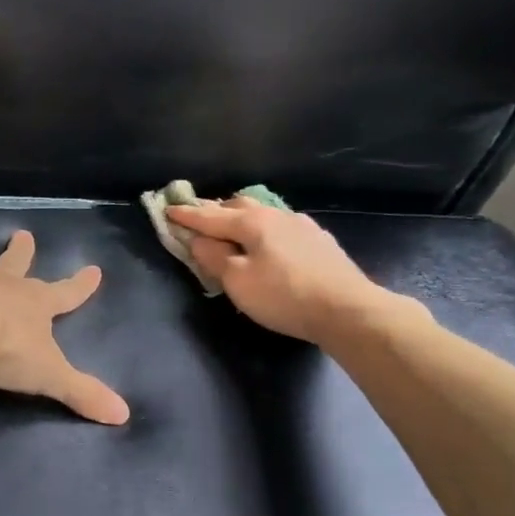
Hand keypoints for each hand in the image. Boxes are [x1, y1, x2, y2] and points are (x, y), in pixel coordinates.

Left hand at [0, 231, 129, 424]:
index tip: (94, 269)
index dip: (81, 285)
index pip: (66, 293)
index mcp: (32, 304)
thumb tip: (124, 416)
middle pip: (14, 264)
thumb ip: (83, 393)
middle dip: (20, 251)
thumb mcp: (51, 376)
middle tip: (23, 233)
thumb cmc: (6, 350)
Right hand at [166, 198, 419, 344]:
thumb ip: (214, 257)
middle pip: (239, 206)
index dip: (187, 216)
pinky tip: (270, 244)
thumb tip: (199, 240)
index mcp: (252, 222)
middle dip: (216, 210)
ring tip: (233, 228)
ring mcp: (302, 226)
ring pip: (264, 215)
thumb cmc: (283, 296)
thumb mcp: (237, 281)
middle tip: (199, 218)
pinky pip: (282, 229)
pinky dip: (265, 232)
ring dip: (243, 219)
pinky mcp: (320, 242)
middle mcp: (277, 215)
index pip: (210, 216)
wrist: (346, 310)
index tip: (168, 210)